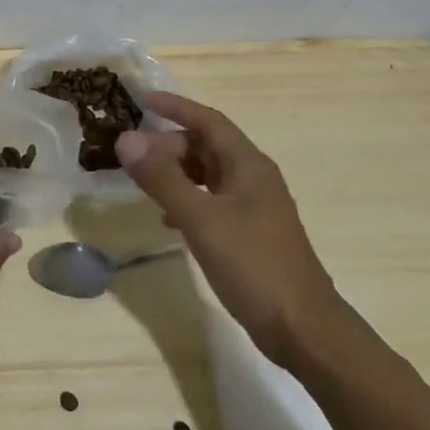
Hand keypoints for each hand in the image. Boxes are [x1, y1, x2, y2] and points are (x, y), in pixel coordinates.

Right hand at [115, 92, 344, 372]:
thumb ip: (162, 178)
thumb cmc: (253, 265)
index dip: (174, 106)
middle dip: (168, 144)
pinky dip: (187, 199)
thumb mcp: (201, 219)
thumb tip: (126, 139)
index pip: (207, 120)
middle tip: (132, 155)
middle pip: (206, 146)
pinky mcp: (250, 233)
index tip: (140, 99)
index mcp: (248, 164)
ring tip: (143, 181)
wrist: (304, 329)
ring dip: (176, 172)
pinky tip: (168, 218)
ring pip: (208, 174)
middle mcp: (253, 177)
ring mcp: (254, 207)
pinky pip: (212, 200)